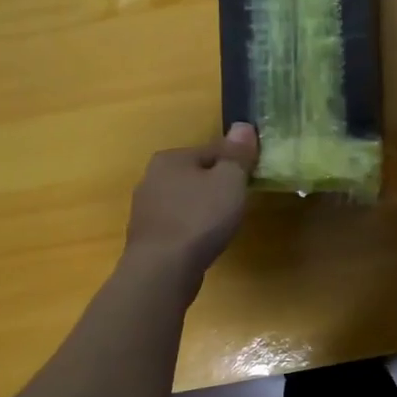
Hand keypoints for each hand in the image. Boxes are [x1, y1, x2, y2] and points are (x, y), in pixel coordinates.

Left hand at [124, 123, 258, 281]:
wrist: (162, 270)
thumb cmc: (200, 218)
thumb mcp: (229, 180)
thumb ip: (237, 153)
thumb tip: (242, 126)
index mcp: (170, 158)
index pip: (212, 151)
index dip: (235, 164)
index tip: (251, 180)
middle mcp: (151, 178)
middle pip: (196, 175)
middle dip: (217, 186)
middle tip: (238, 204)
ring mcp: (145, 209)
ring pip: (185, 200)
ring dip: (203, 208)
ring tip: (222, 225)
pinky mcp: (147, 237)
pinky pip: (177, 224)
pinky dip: (191, 228)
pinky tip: (203, 242)